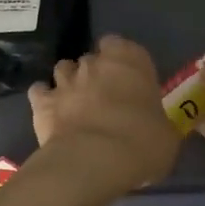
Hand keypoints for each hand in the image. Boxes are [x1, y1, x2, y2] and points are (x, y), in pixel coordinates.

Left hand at [28, 35, 181, 194]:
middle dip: (95, 73)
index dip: (121, 60)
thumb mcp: (165, 134)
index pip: (120, 44)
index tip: (126, 79)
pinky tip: (51, 113)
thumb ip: (156, 121)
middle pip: (92, 59)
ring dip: (69, 82)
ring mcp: (65, 80)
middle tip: (104, 97)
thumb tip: (154, 127)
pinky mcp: (42, 102)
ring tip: (76, 103)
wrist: (94, 161)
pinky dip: (44, 98)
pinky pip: (40, 91)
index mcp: (130, 61)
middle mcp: (95, 63)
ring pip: (64, 69)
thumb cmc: (141, 143)